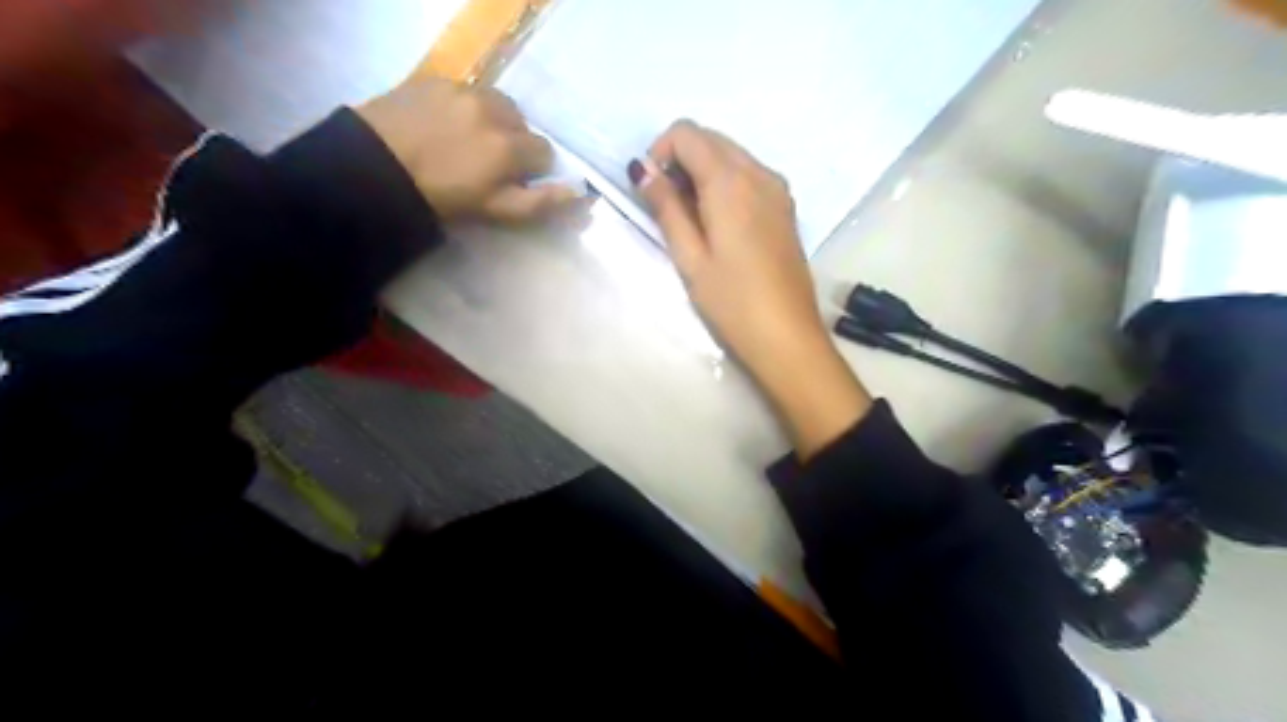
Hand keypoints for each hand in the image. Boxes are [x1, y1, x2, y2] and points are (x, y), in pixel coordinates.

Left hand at [351, 77, 572, 222]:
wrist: (375, 169)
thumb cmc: (442, 198)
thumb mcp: (495, 210)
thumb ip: (540, 202)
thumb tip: (581, 193)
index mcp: (511, 146)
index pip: (545, 152)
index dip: (532, 169)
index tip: (512, 180)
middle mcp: (495, 110)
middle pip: (523, 125)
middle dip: (514, 143)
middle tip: (487, 163)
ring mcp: (465, 91)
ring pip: (498, 105)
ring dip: (493, 121)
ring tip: (468, 141)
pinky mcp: (436, 81)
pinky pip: (467, 92)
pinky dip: (466, 108)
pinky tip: (445, 125)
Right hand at [636, 118, 873, 455]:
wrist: (787, 335)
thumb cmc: (732, 301)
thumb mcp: (690, 257)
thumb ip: (666, 207)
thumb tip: (644, 171)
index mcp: (731, 180)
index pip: (687, 133)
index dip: (660, 152)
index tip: (650, 189)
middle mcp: (759, 172)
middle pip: (711, 139)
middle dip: (680, 160)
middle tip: (667, 206)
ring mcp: (778, 188)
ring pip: (731, 155)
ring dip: (703, 172)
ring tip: (692, 220)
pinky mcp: (786, 207)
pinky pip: (749, 175)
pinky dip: (726, 184)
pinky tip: (719, 224)